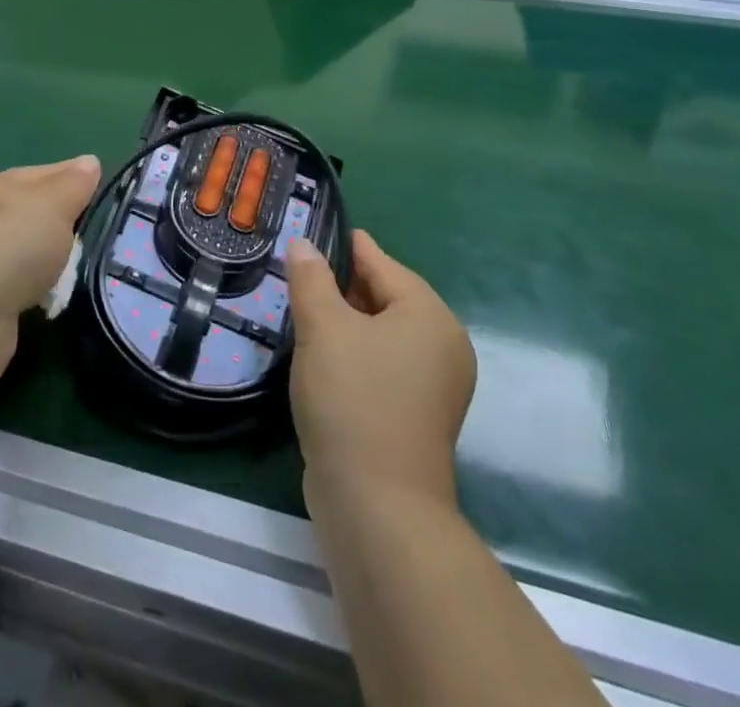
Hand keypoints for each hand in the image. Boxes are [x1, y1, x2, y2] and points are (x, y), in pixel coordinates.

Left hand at [0, 156, 100, 384]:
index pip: (46, 172)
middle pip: (35, 212)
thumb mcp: (53, 203)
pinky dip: (36, 290)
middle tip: (99, 236)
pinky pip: (19, 285)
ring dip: (51, 261)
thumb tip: (89, 161)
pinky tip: (51, 300)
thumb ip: (74, 183)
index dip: (76, 179)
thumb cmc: (12, 245)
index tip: (107, 193)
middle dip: (65, 224)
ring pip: (28, 250)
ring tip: (79, 272)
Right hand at [286, 230, 475, 511]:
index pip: (381, 263)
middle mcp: (442, 345)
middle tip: (297, 274)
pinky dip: (354, 353)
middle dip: (341, 285)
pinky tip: (321, 356)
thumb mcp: (323, 328)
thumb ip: (311, 278)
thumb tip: (303, 243)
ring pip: (381, 333)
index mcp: (430, 315)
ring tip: (302, 311)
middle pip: (385, 297)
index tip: (311, 232)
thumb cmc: (353, 399)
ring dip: (344, 322)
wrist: (377, 507)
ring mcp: (433, 385)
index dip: (344, 247)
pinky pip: (382, 364)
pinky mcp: (416, 415)